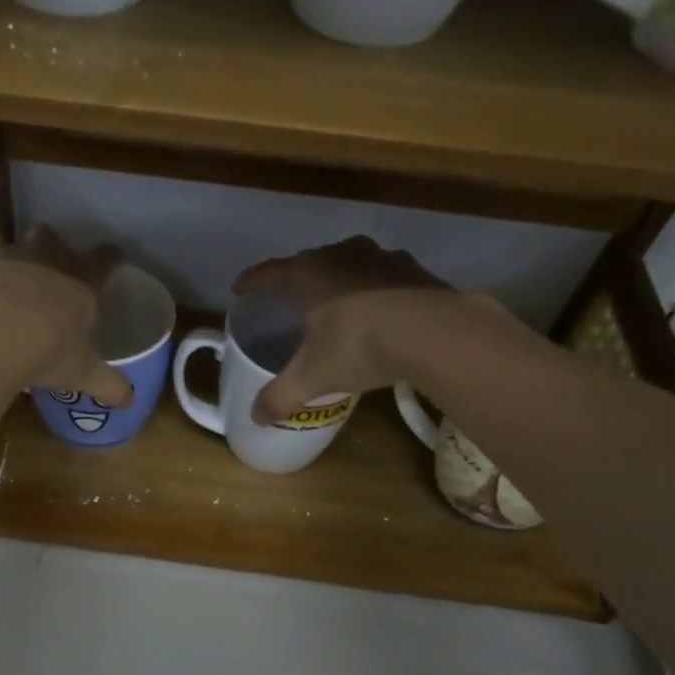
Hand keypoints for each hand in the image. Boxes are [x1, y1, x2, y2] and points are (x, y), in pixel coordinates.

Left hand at [0, 226, 132, 406]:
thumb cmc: (48, 350)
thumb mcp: (83, 373)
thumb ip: (108, 385)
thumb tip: (130, 402)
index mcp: (81, 281)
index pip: (105, 259)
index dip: (112, 258)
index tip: (115, 259)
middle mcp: (47, 260)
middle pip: (54, 237)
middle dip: (55, 247)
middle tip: (54, 269)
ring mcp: (8, 260)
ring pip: (16, 248)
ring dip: (18, 264)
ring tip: (16, 290)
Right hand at [233, 236, 453, 424]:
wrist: (435, 332)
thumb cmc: (359, 346)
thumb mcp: (313, 378)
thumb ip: (280, 397)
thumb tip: (255, 418)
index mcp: (306, 275)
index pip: (269, 274)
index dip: (252, 281)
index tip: (239, 288)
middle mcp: (339, 256)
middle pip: (308, 261)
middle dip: (295, 277)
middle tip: (287, 296)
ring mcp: (380, 257)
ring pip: (348, 261)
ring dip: (337, 277)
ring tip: (333, 298)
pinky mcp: (414, 268)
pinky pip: (382, 273)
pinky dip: (373, 286)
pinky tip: (378, 305)